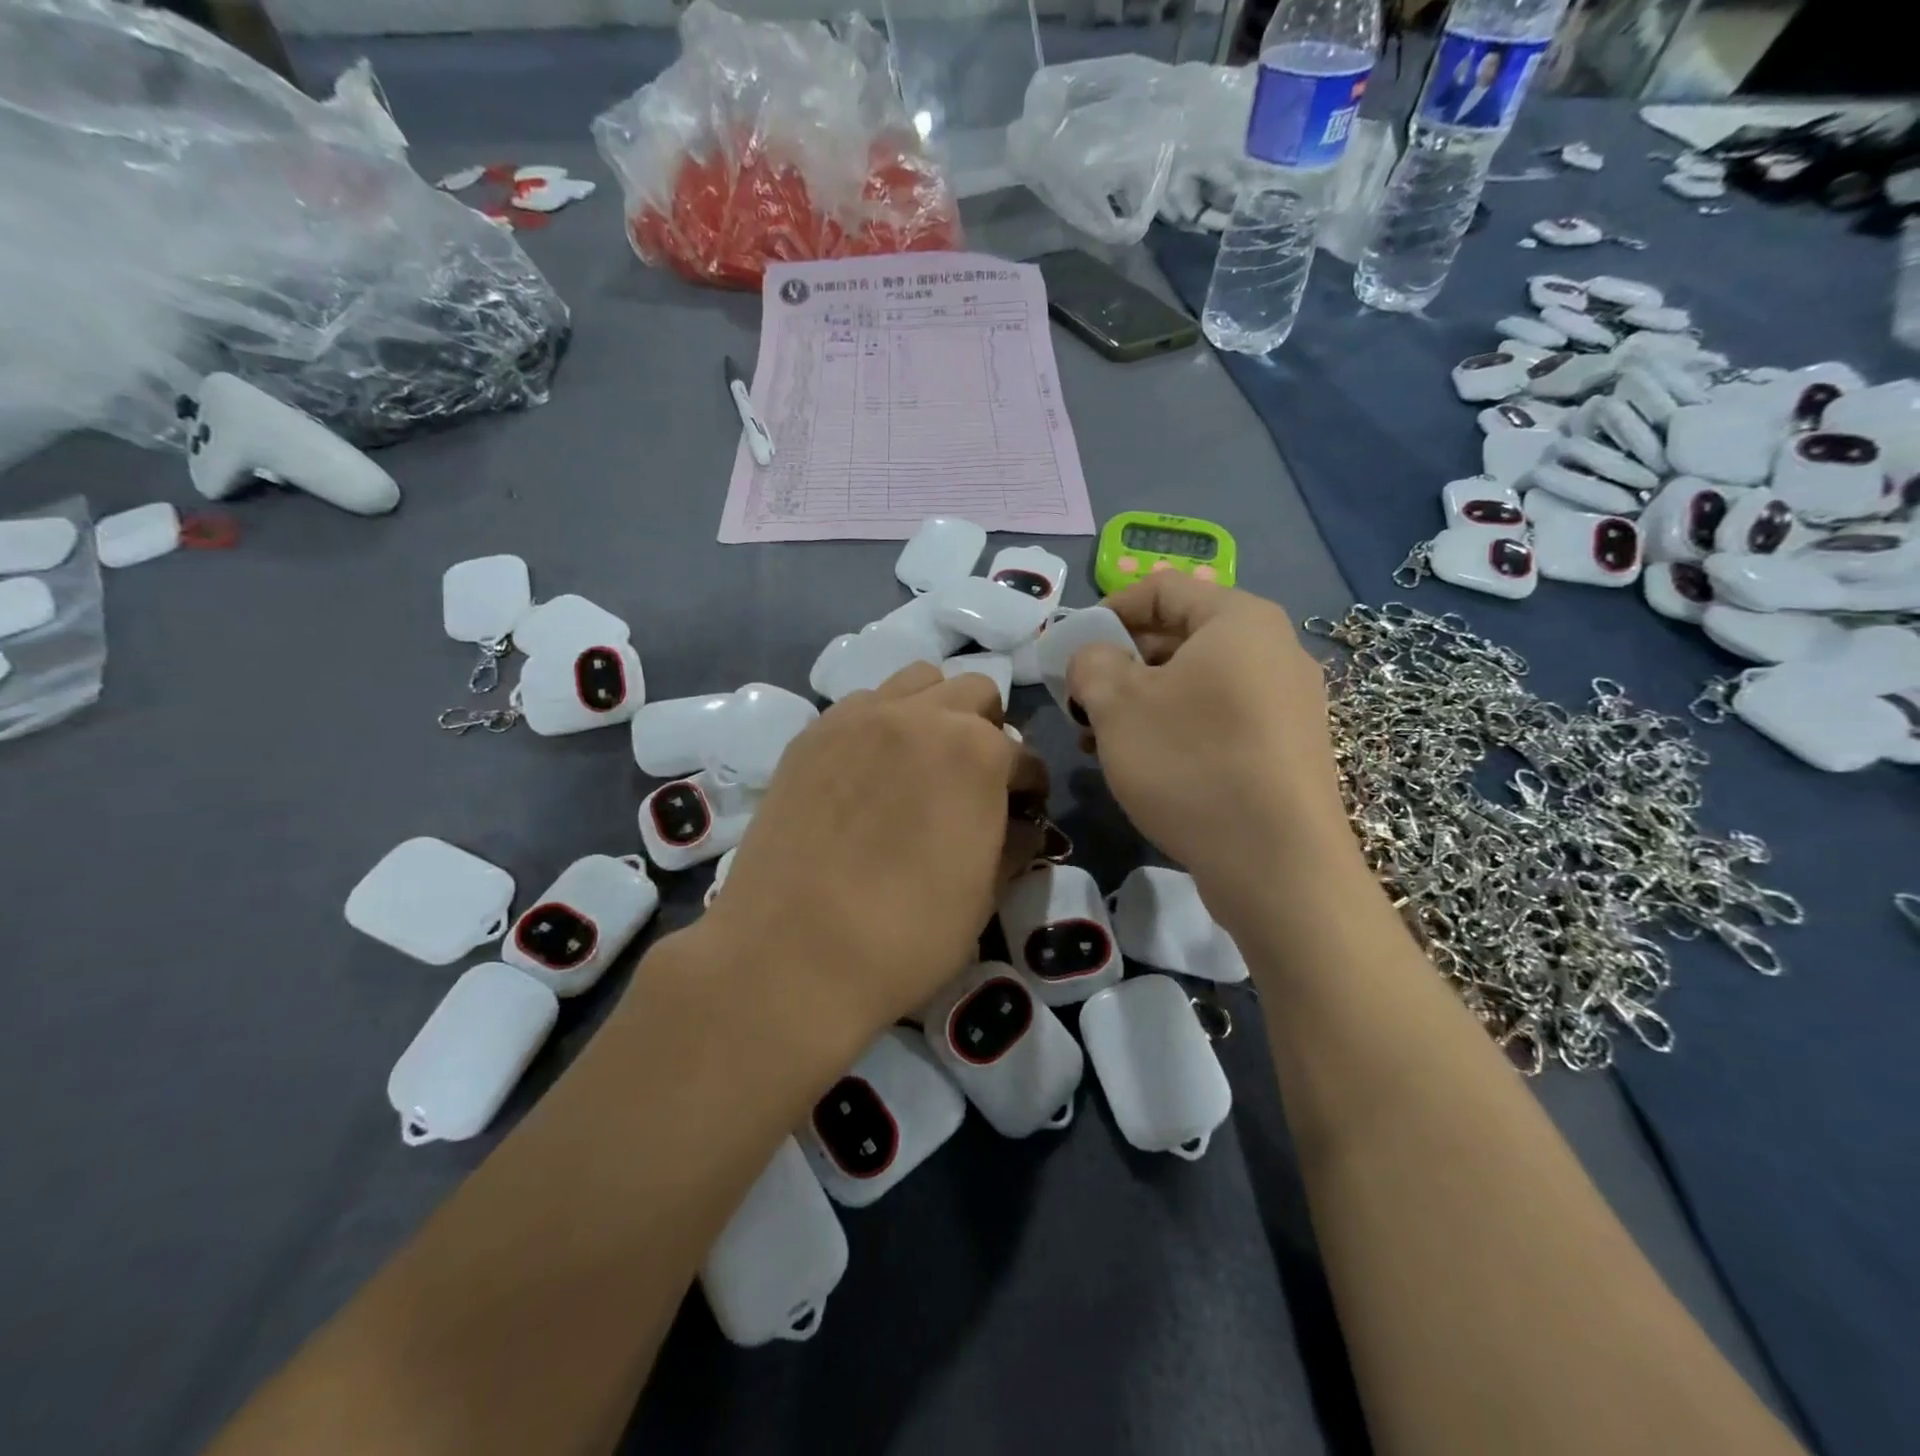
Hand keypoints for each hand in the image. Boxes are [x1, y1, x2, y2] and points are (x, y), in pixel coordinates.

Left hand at [701, 664, 1045, 1054]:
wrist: (791, 954)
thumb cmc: (906, 934)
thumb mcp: (983, 895)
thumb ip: (1013, 844)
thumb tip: (1021, 825)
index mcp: (977, 751)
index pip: (1024, 756)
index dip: (1029, 788)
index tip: (1022, 812)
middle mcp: (921, 715)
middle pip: (973, 694)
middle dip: (987, 730)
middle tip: (975, 780)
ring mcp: (859, 717)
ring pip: (915, 682)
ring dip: (934, 712)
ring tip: (922, 762)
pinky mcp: (811, 734)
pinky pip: (861, 706)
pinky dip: (881, 724)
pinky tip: (870, 772)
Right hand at [1065, 575, 1359, 913]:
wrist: (1278, 864)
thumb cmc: (1191, 763)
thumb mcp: (1117, 704)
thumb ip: (1090, 663)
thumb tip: (1094, 659)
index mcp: (1239, 620)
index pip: (1161, 589)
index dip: (1107, 612)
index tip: (1072, 651)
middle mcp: (1274, 650)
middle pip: (1180, 637)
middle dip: (1121, 666)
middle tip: (1082, 704)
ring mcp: (1288, 703)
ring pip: (1197, 684)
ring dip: (1143, 704)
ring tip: (1102, 742)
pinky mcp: (1288, 750)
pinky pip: (1221, 719)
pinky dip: (1177, 730)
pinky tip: (1146, 767)